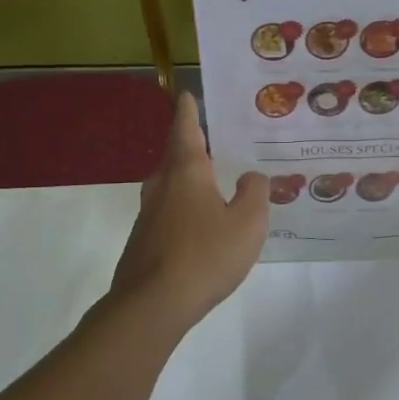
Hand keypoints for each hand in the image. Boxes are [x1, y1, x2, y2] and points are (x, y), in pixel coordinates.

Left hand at [110, 93, 268, 327]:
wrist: (152, 305)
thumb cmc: (205, 255)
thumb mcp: (247, 223)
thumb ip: (254, 193)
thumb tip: (251, 177)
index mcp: (186, 171)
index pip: (186, 129)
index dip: (189, 111)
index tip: (188, 94)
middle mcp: (162, 185)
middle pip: (176, 156)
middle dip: (193, 145)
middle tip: (216, 140)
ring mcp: (148, 214)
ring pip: (171, 185)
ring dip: (190, 179)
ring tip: (215, 181)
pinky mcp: (144, 240)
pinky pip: (169, 212)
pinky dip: (186, 207)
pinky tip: (202, 225)